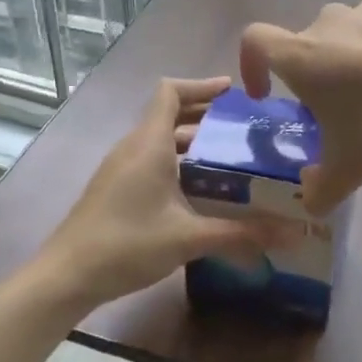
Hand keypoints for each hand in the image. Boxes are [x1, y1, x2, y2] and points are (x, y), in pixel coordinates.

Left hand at [30, 77, 295, 310]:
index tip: (235, 93)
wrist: (68, 275)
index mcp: (149, 144)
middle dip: (206, 117)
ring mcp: (121, 169)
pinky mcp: (116, 190)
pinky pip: (152, 162)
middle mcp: (133, 148)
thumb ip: (241, 234)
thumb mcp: (189, 238)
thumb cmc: (127, 244)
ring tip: (232, 159)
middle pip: (169, 115)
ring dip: (193, 143)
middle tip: (245, 130)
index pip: (171, 92)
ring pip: (161, 141)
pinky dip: (179, 164)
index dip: (202, 86)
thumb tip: (292, 234)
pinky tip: (202, 192)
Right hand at [240, 0, 361, 212]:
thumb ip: (322, 189)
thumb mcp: (352, 167)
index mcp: (304, 55)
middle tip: (333, 117)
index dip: (251, 67)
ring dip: (349, 67)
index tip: (265, 95)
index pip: (255, 42)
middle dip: (311, 80)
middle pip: (306, 47)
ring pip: (346, 39)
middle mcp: (332, 23)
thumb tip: (312, 205)